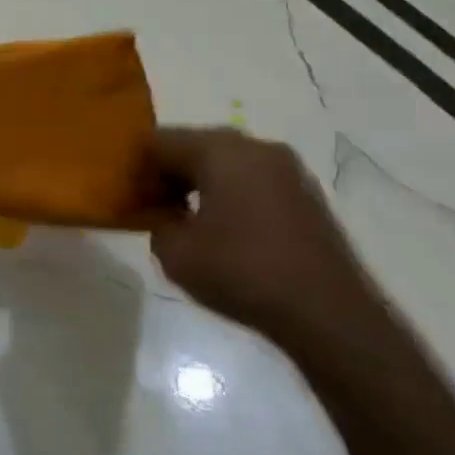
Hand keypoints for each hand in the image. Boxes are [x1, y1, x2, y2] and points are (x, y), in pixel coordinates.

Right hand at [147, 126, 393, 360]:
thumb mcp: (175, 253)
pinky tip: (222, 230)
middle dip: (168, 172)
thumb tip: (165, 213)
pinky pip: (251, 179)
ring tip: (185, 220)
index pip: (160, 141)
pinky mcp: (304, 193)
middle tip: (151, 206)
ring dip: (199, 182)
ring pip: (225, 161)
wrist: (327, 313)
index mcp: (220, 152)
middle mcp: (255, 147)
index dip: (136, 166)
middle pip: (195, 145)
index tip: (127, 197)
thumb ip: (157, 222)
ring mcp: (286, 169)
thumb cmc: (242, 273)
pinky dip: (228, 193)